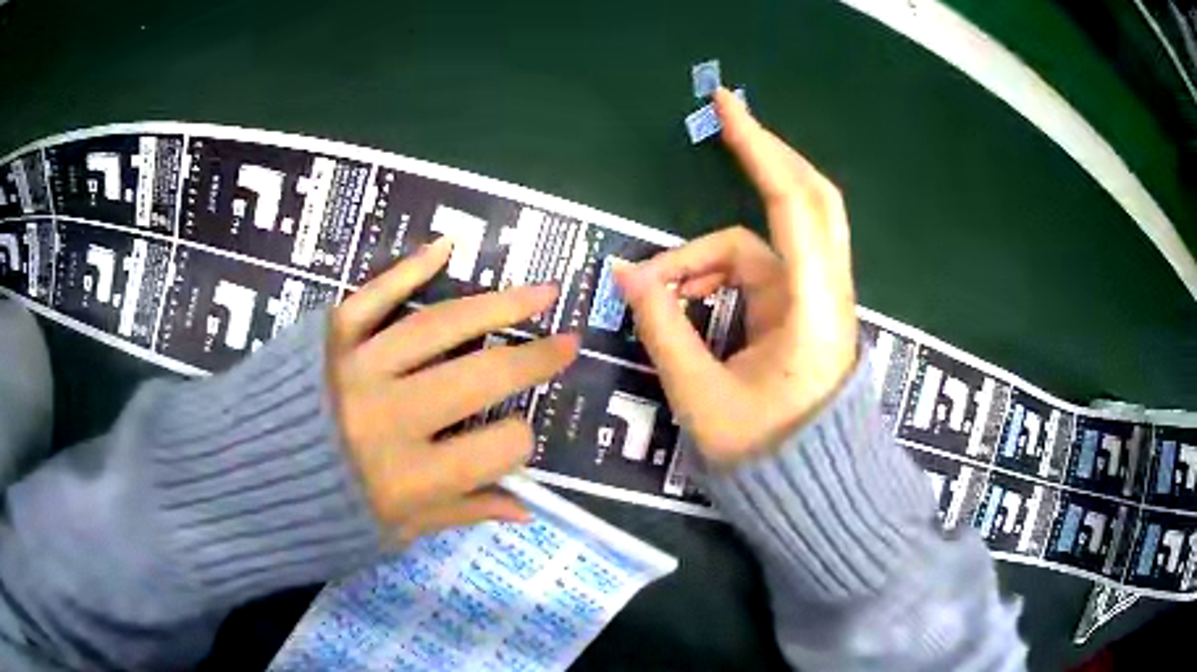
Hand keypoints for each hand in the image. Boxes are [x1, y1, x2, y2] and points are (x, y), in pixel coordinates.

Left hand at [327, 237, 577, 542]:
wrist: (240, 478)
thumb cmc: (317, 515)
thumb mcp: (392, 532)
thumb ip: (460, 513)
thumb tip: (524, 508)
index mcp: (410, 477)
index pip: (497, 448)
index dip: (518, 444)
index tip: (513, 442)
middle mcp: (390, 416)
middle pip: (481, 376)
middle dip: (533, 360)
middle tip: (568, 343)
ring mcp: (358, 366)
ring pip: (439, 326)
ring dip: (496, 306)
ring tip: (540, 293)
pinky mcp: (329, 335)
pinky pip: (375, 295)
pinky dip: (409, 268)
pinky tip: (447, 249)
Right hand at [616, 87, 857, 467]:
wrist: (811, 492)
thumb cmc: (765, 456)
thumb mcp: (700, 395)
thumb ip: (662, 327)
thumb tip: (626, 274)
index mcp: (813, 310)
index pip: (793, 206)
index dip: (760, 149)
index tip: (726, 106)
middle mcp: (825, 293)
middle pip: (808, 198)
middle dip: (766, 157)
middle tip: (723, 126)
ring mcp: (816, 299)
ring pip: (769, 240)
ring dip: (711, 250)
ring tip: (661, 289)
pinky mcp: (803, 311)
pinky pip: (758, 270)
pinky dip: (718, 272)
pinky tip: (685, 299)